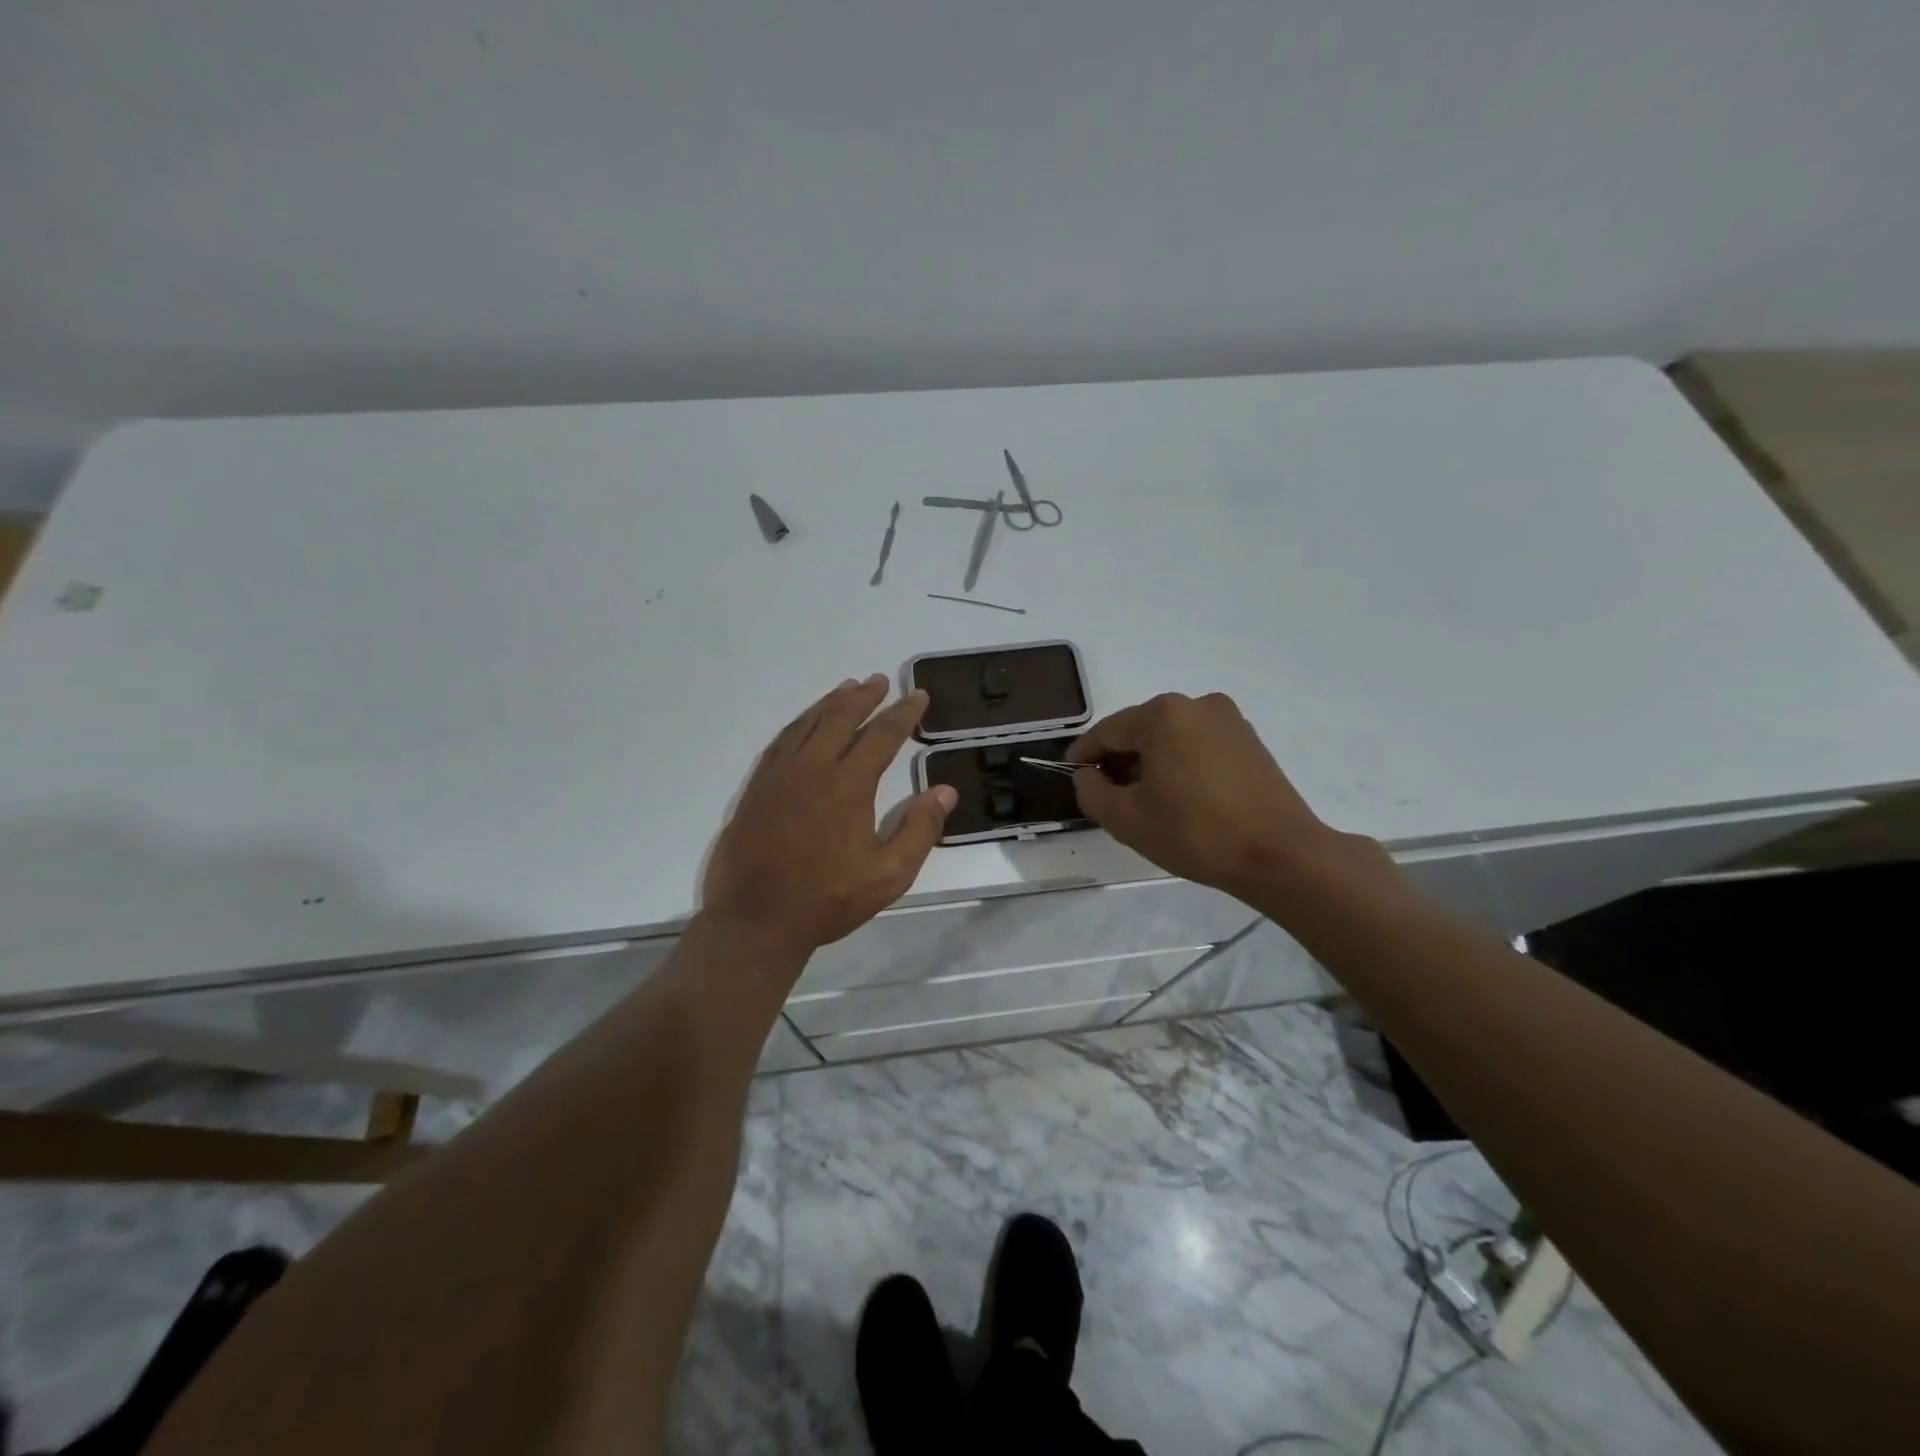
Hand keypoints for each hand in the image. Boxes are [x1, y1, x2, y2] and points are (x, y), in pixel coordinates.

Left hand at [703, 675, 956, 956]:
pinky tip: (805, 723)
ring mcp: (779, 776)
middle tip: (880, 680)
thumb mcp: (889, 874)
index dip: (903, 713)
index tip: (918, 696)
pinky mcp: (757, 788)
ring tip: (847, 688)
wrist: (757, 919)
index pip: (882, 736)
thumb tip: (945, 790)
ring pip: (808, 724)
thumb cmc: (828, 899)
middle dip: (864, 697)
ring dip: (830, 703)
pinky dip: (799, 723)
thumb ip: (920, 829)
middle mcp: (812, 768)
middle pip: (841, 718)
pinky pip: (781, 741)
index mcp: (848, 785)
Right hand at [1069, 691, 1376, 897]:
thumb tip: (1087, 777)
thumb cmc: (1195, 833)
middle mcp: (1196, 704)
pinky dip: (1180, 764)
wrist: (1280, 855)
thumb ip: (1092, 792)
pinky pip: (1198, 745)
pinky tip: (1179, 797)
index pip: (1107, 731)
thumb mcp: (1126, 819)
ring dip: (1150, 762)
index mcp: (1163, 714)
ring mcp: (1228, 720)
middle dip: (1119, 760)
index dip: (1083, 755)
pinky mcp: (1250, 741)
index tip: (1071, 776)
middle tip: (1106, 795)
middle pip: (1140, 730)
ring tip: (1143, 801)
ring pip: (1171, 737)